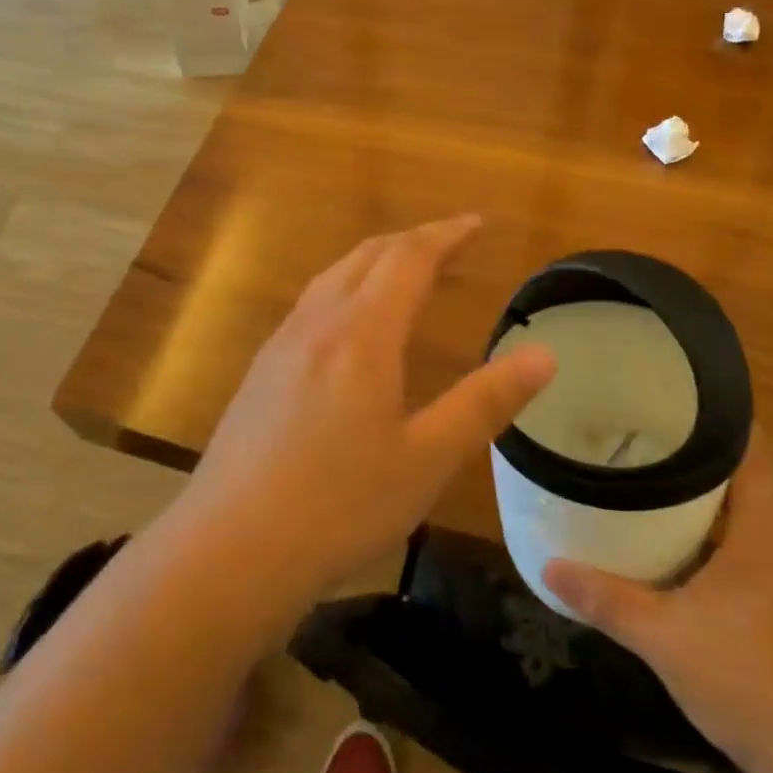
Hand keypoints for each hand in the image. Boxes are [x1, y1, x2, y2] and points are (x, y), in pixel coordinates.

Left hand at [176, 216, 556, 611]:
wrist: (228, 549)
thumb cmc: (338, 507)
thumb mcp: (427, 460)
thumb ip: (485, 403)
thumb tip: (544, 355)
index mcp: (362, 334)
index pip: (409, 259)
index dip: (446, 235)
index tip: (477, 224)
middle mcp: (317, 323)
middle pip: (368, 256)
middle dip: (413, 240)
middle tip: (451, 243)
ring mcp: (281, 344)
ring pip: (333, 275)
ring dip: (376, 260)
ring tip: (407, 272)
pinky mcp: (261, 370)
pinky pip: (312, 302)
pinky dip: (347, 286)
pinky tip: (350, 323)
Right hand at [542, 436, 772, 772]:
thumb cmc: (748, 679)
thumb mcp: (663, 635)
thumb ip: (605, 597)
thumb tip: (547, 567)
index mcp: (761, 525)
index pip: (746, 442)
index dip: (709, 411)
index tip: (661, 390)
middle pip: (734, 468)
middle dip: (686, 445)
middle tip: (631, 425)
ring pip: (732, 505)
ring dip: (691, 487)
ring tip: (635, 466)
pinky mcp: (770, 596)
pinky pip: (731, 537)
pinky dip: (697, 525)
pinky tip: (656, 533)